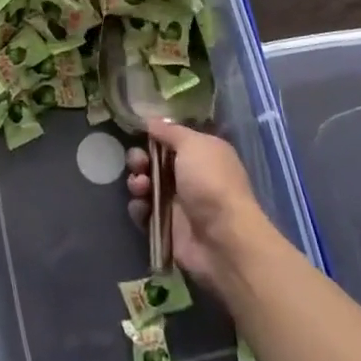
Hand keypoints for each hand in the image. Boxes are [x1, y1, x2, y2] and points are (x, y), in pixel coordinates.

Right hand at [126, 120, 271, 291]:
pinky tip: (142, 207)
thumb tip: (152, 121)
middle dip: (139, 159)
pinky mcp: (167, 227)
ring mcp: (178, 203)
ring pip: (146, 186)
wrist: (223, 239)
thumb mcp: (193, 145)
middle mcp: (190, 176)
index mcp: (202, 154)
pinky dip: (139, 208)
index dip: (153, 136)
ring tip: (141, 187)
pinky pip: (144, 212)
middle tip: (139, 163)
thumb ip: (170, 131)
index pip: (171, 139)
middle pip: (154, 162)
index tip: (139, 133)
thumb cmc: (210, 183)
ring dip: (137, 182)